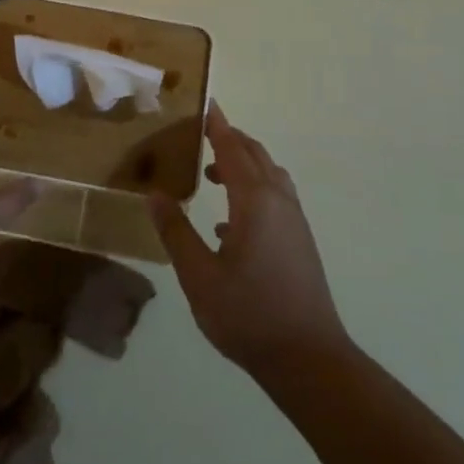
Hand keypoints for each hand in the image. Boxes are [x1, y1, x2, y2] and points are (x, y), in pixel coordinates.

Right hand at [148, 103, 351, 379]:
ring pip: (270, 176)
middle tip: (203, 134)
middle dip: (231, 140)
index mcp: (255, 201)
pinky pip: (276, 198)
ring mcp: (294, 222)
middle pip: (256, 156)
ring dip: (243, 165)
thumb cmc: (248, 315)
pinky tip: (229, 224)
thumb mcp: (199, 276)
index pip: (233, 149)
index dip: (217, 126)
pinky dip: (253, 191)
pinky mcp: (300, 242)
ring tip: (213, 175)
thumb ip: (176, 232)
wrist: (309, 359)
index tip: (206, 104)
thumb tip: (155, 195)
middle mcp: (279, 202)